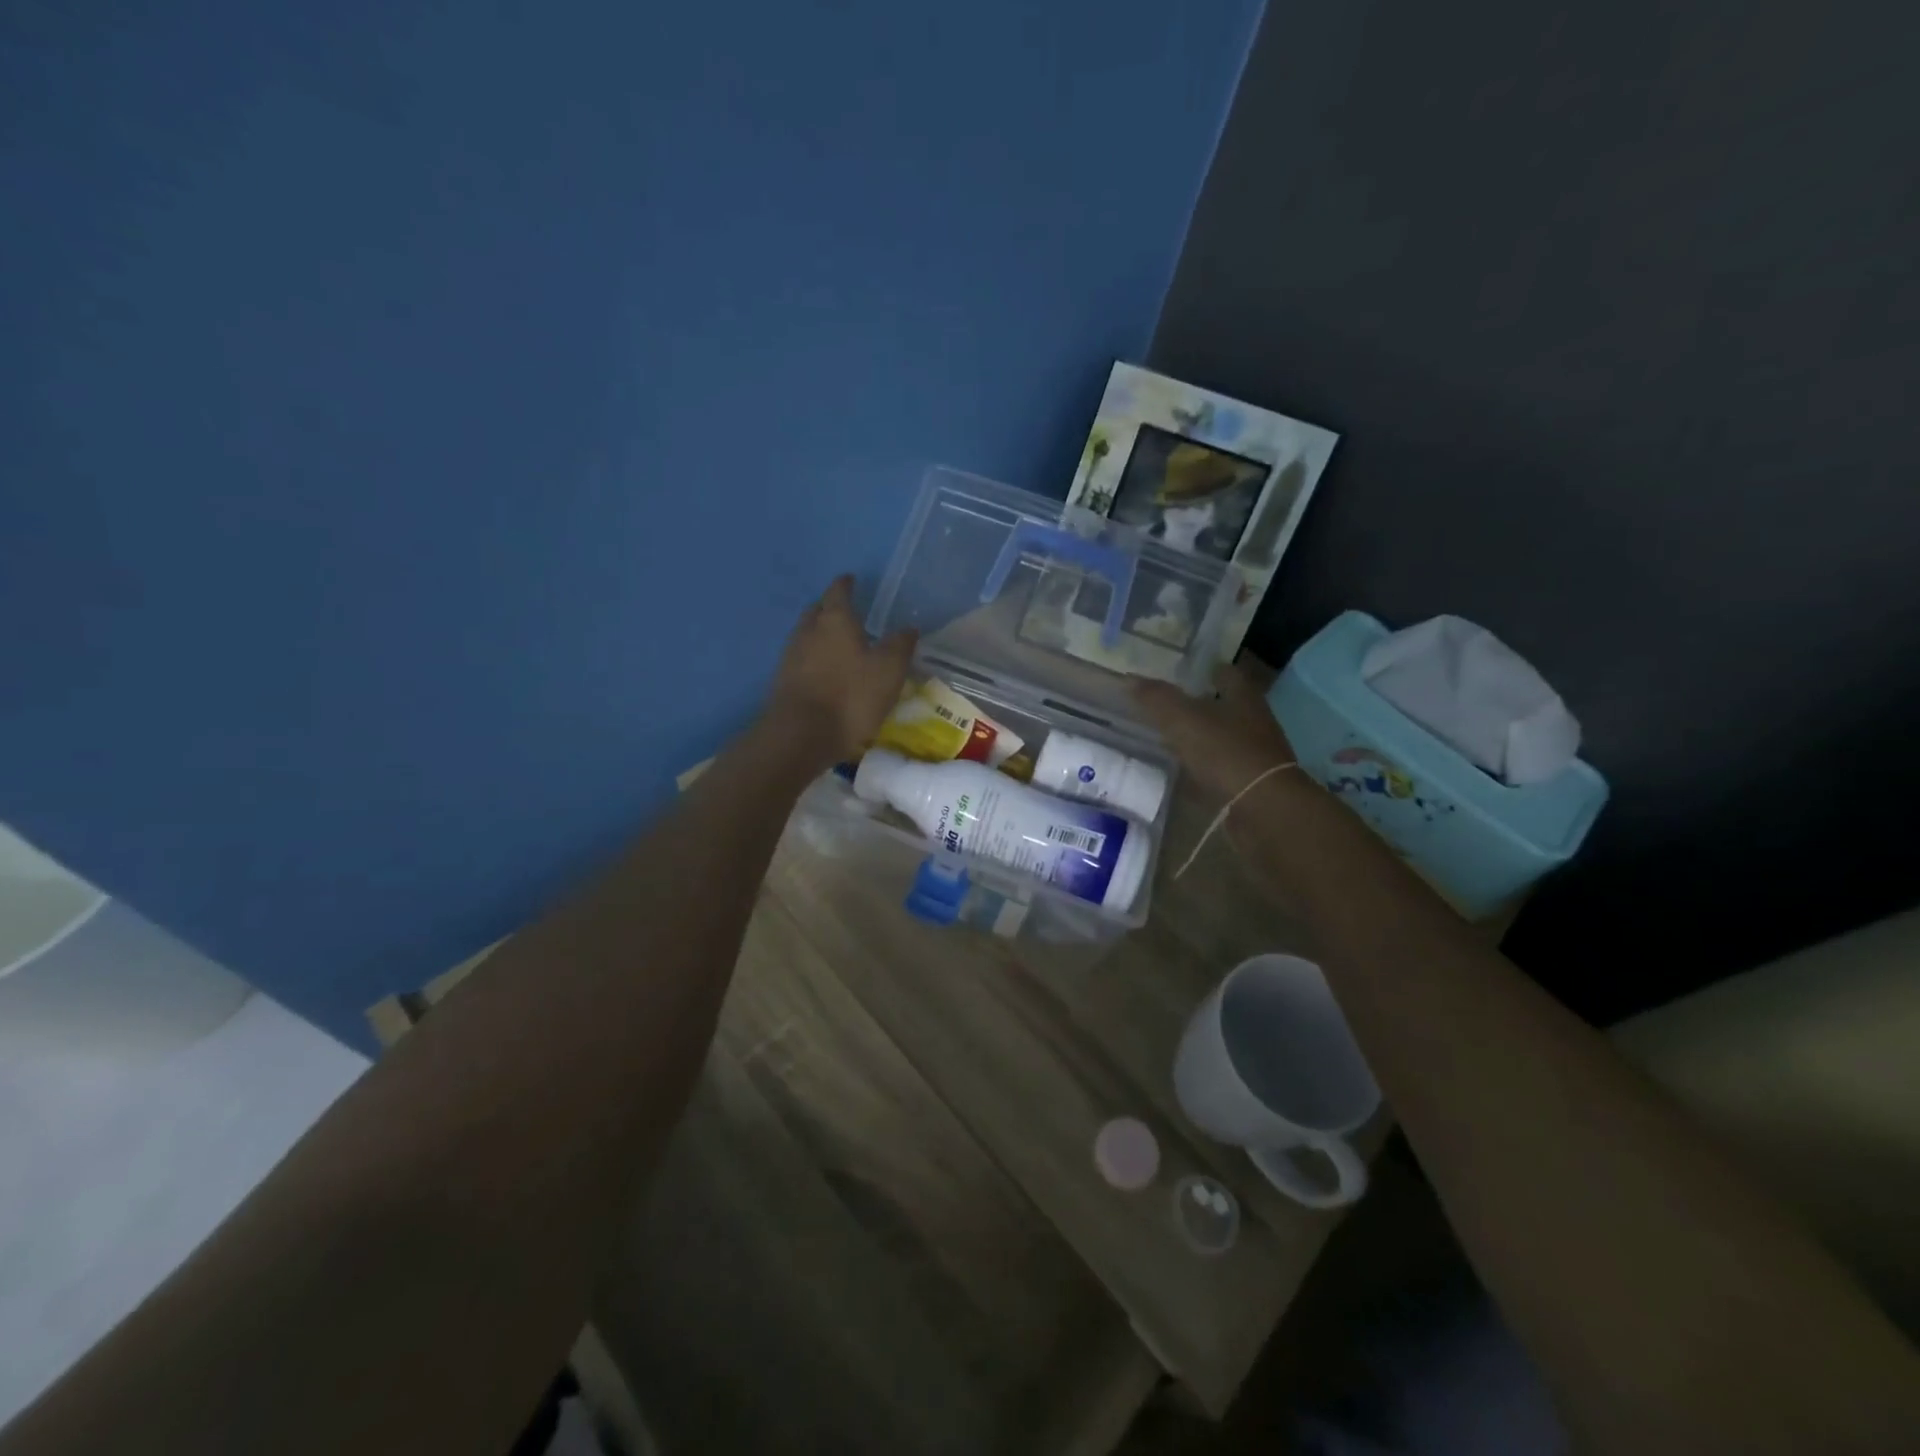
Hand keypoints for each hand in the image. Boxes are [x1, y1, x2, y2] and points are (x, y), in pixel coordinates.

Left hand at [765, 576, 916, 765]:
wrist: (801, 735)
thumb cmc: (850, 697)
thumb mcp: (889, 671)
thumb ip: (900, 646)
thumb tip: (908, 628)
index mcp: (835, 620)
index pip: (838, 592)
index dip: (846, 584)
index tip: (851, 579)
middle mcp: (808, 630)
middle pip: (817, 610)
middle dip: (830, 607)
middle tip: (845, 611)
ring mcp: (791, 656)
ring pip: (806, 634)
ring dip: (820, 633)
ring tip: (837, 642)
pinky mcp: (782, 681)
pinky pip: (800, 658)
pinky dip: (813, 657)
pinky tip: (824, 670)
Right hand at [1132, 660, 1295, 802]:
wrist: (1261, 808)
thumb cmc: (1225, 752)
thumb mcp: (1183, 719)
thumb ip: (1156, 698)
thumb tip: (1129, 677)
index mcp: (1243, 697)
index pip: (1226, 673)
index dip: (1205, 669)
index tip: (1182, 671)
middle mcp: (1254, 721)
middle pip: (1225, 705)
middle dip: (1200, 703)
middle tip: (1167, 704)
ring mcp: (1254, 753)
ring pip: (1222, 737)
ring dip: (1200, 736)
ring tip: (1169, 737)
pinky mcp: (1249, 783)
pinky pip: (1220, 768)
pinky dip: (1202, 767)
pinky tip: (1182, 771)